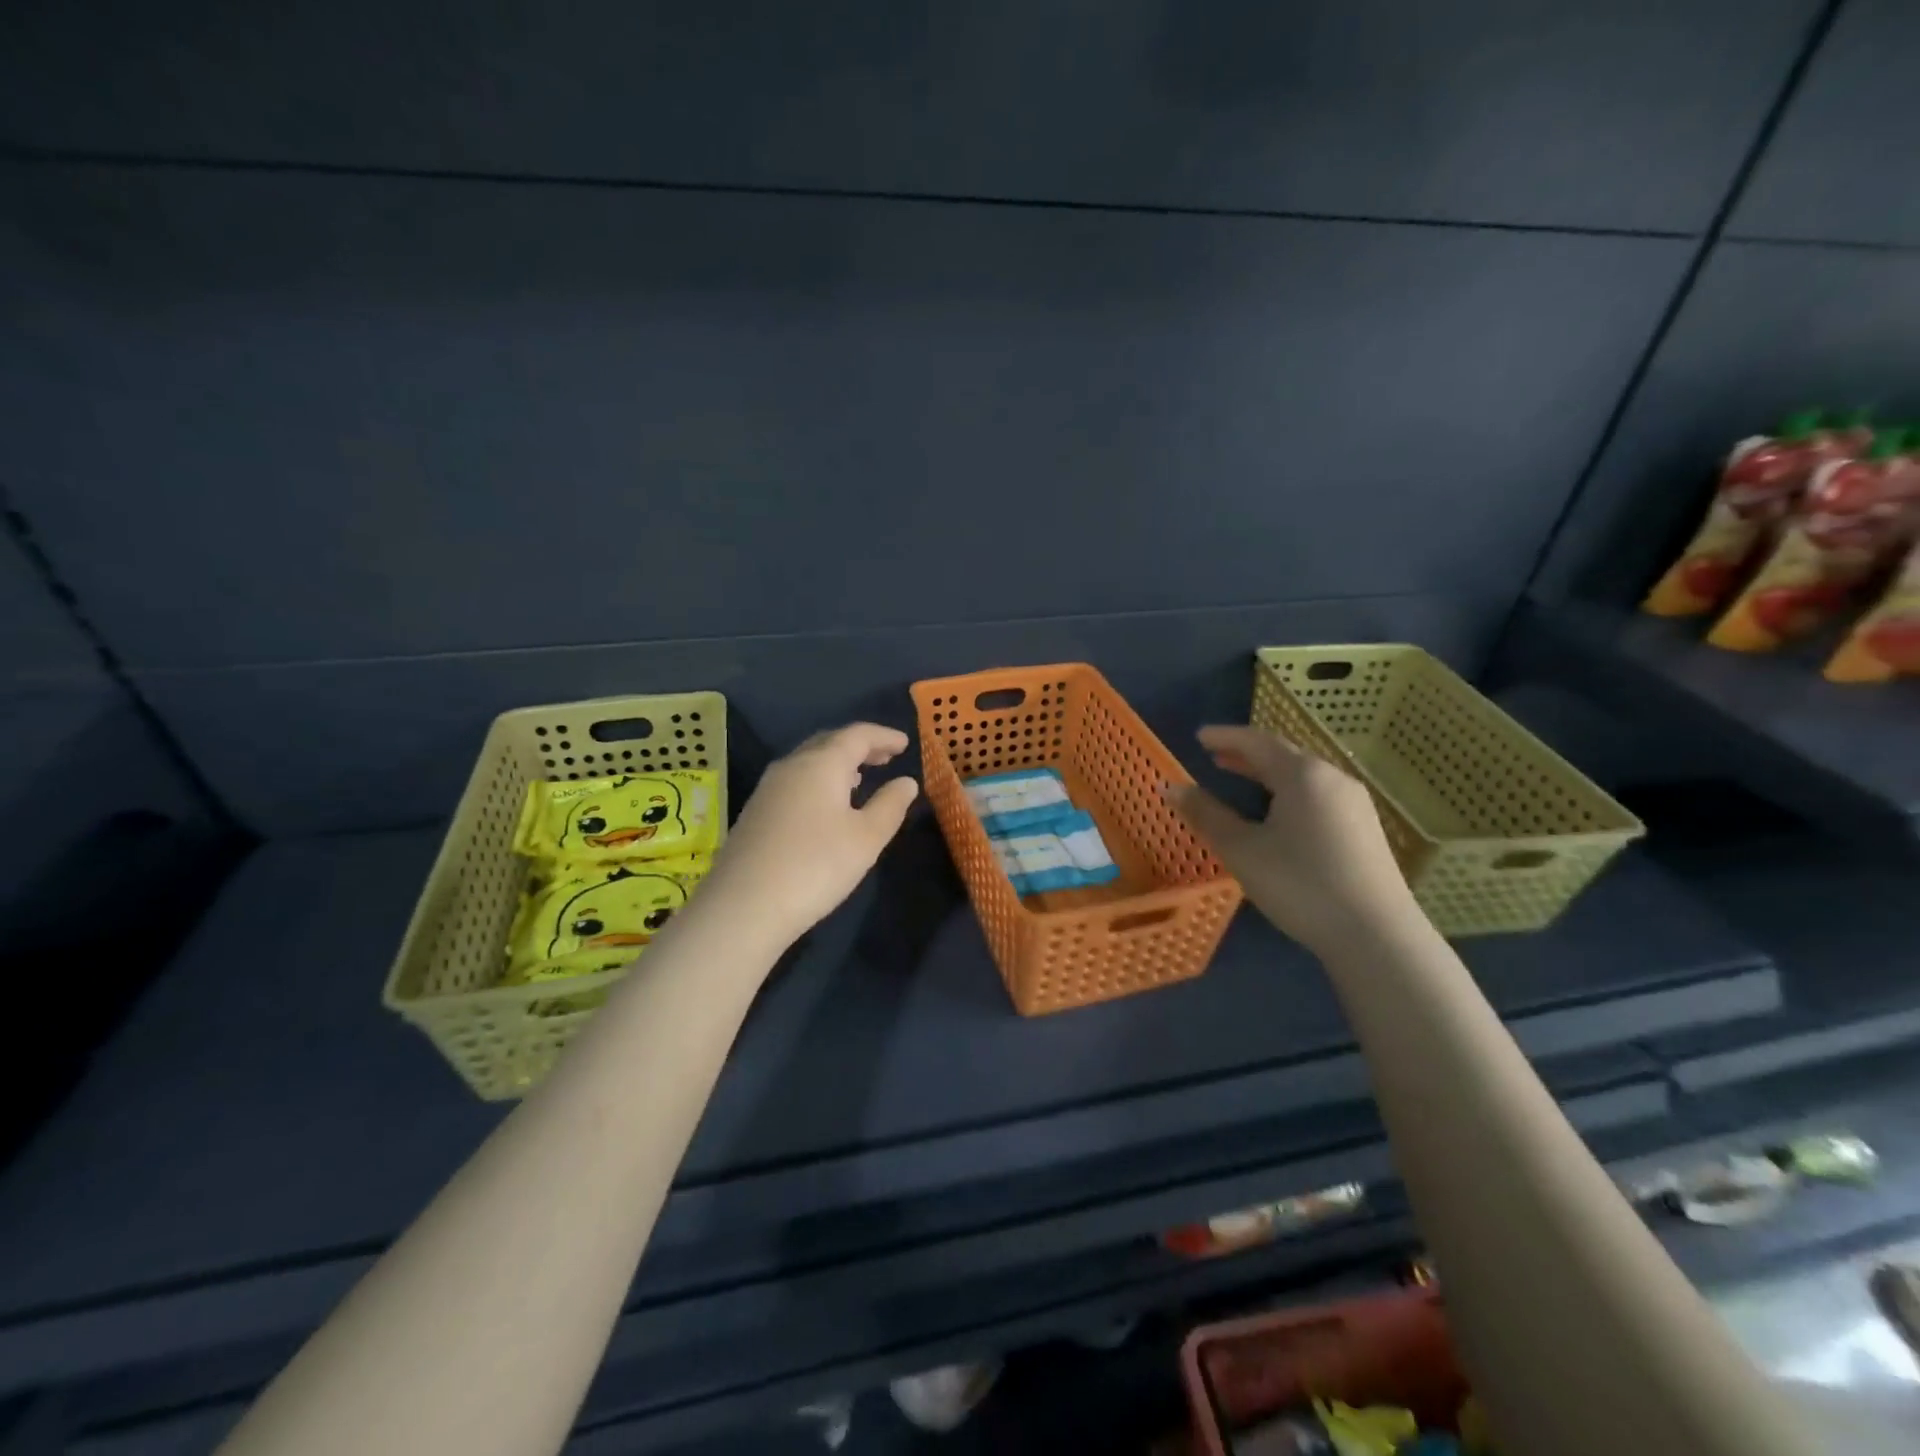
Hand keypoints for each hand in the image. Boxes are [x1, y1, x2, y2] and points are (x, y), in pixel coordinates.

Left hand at [703, 723, 918, 946]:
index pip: (857, 735)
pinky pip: (795, 782)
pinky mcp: (755, 813)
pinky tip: (826, 805)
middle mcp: (791, 766)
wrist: (744, 907)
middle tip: (885, 756)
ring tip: (859, 777)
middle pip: (829, 742)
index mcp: (821, 764)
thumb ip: (890, 805)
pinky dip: (818, 781)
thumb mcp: (866, 838)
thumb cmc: (816, 866)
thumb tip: (906, 782)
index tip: (905, 743)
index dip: (883, 736)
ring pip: (808, 762)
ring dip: (837, 764)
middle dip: (859, 746)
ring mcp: (768, 789)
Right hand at [1169, 724, 1417, 956]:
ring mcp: (1354, 803)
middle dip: (1247, 753)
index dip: (1225, 737)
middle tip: (1215, 756)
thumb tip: (1170, 787)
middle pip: (1284, 755)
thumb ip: (1205, 814)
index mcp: (1303, 775)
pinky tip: (1278, 812)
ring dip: (1268, 772)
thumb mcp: (1242, 850)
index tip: (1199, 736)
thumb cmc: (1299, 885)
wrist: (1375, 935)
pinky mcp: (1364, 828)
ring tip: (1242, 779)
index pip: (1257, 742)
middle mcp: (1333, 778)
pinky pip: (1318, 794)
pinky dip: (1288, 790)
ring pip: (1303, 775)